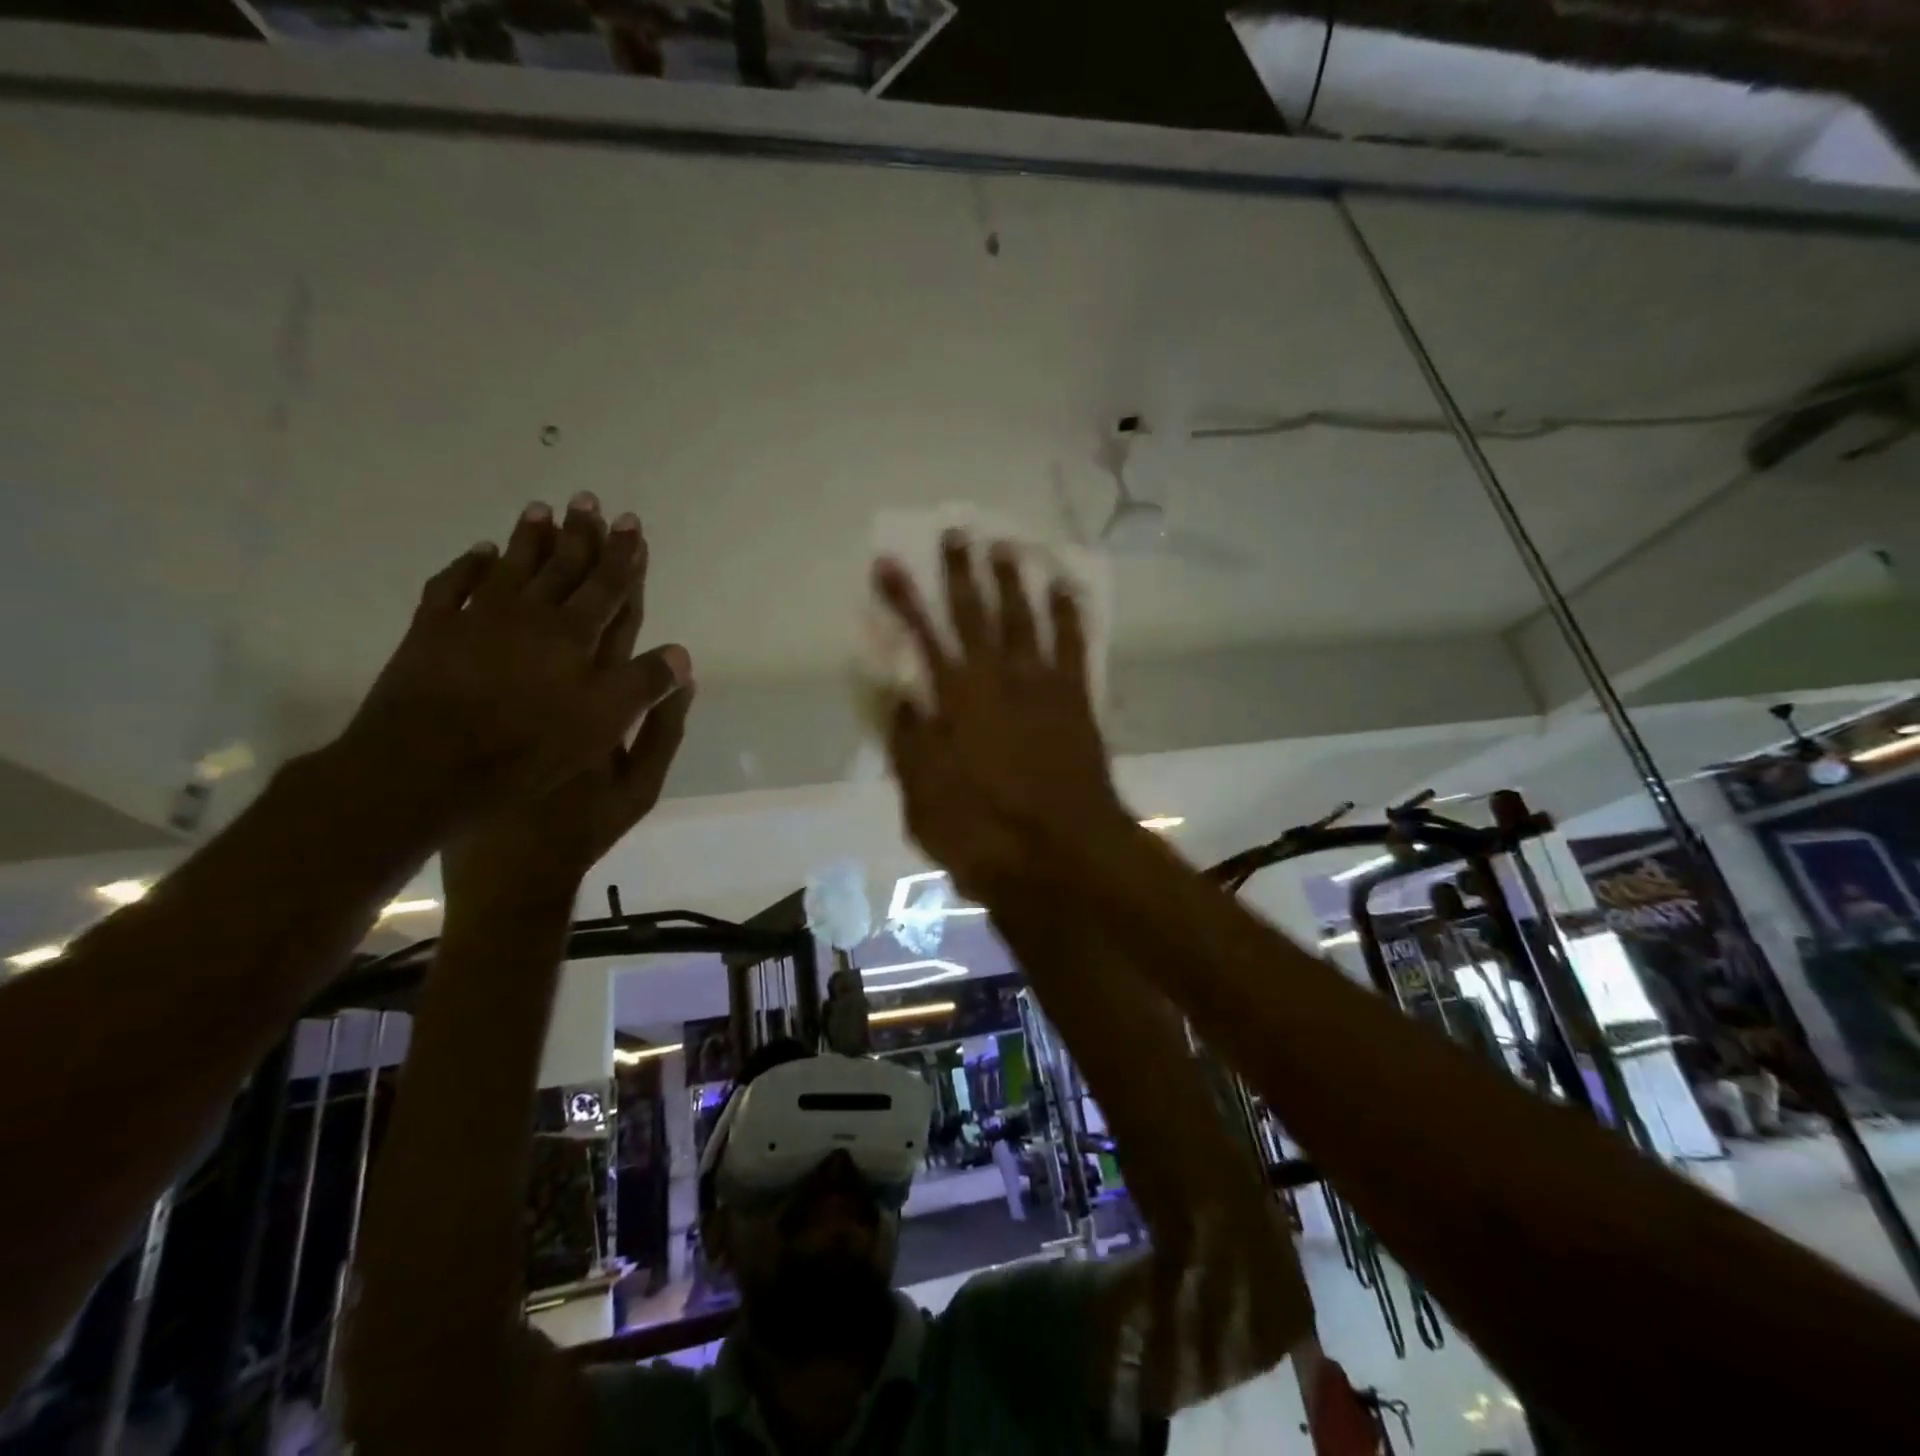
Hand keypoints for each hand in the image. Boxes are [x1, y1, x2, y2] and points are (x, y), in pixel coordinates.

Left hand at [337, 493, 688, 832]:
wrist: (427, 764)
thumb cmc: (527, 747)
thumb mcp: (603, 724)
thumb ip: (644, 684)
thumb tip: (681, 653)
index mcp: (574, 636)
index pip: (607, 587)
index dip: (622, 555)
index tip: (630, 522)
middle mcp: (529, 615)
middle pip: (561, 567)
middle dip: (579, 534)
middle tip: (587, 499)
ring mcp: (477, 619)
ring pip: (510, 567)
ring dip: (528, 539)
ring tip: (540, 509)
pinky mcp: (433, 632)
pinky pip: (453, 585)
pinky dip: (467, 565)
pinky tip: (478, 552)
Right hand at [872, 531, 1128, 904]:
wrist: (1065, 856)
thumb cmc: (986, 836)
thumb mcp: (924, 803)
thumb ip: (909, 745)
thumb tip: (902, 698)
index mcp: (954, 704)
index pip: (921, 637)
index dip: (903, 599)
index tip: (889, 563)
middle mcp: (997, 682)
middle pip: (976, 614)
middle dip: (962, 572)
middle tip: (957, 533)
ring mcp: (1041, 688)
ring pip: (1025, 619)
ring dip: (1014, 581)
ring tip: (1008, 546)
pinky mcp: (1076, 701)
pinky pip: (1074, 645)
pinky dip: (1070, 613)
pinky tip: (1066, 586)